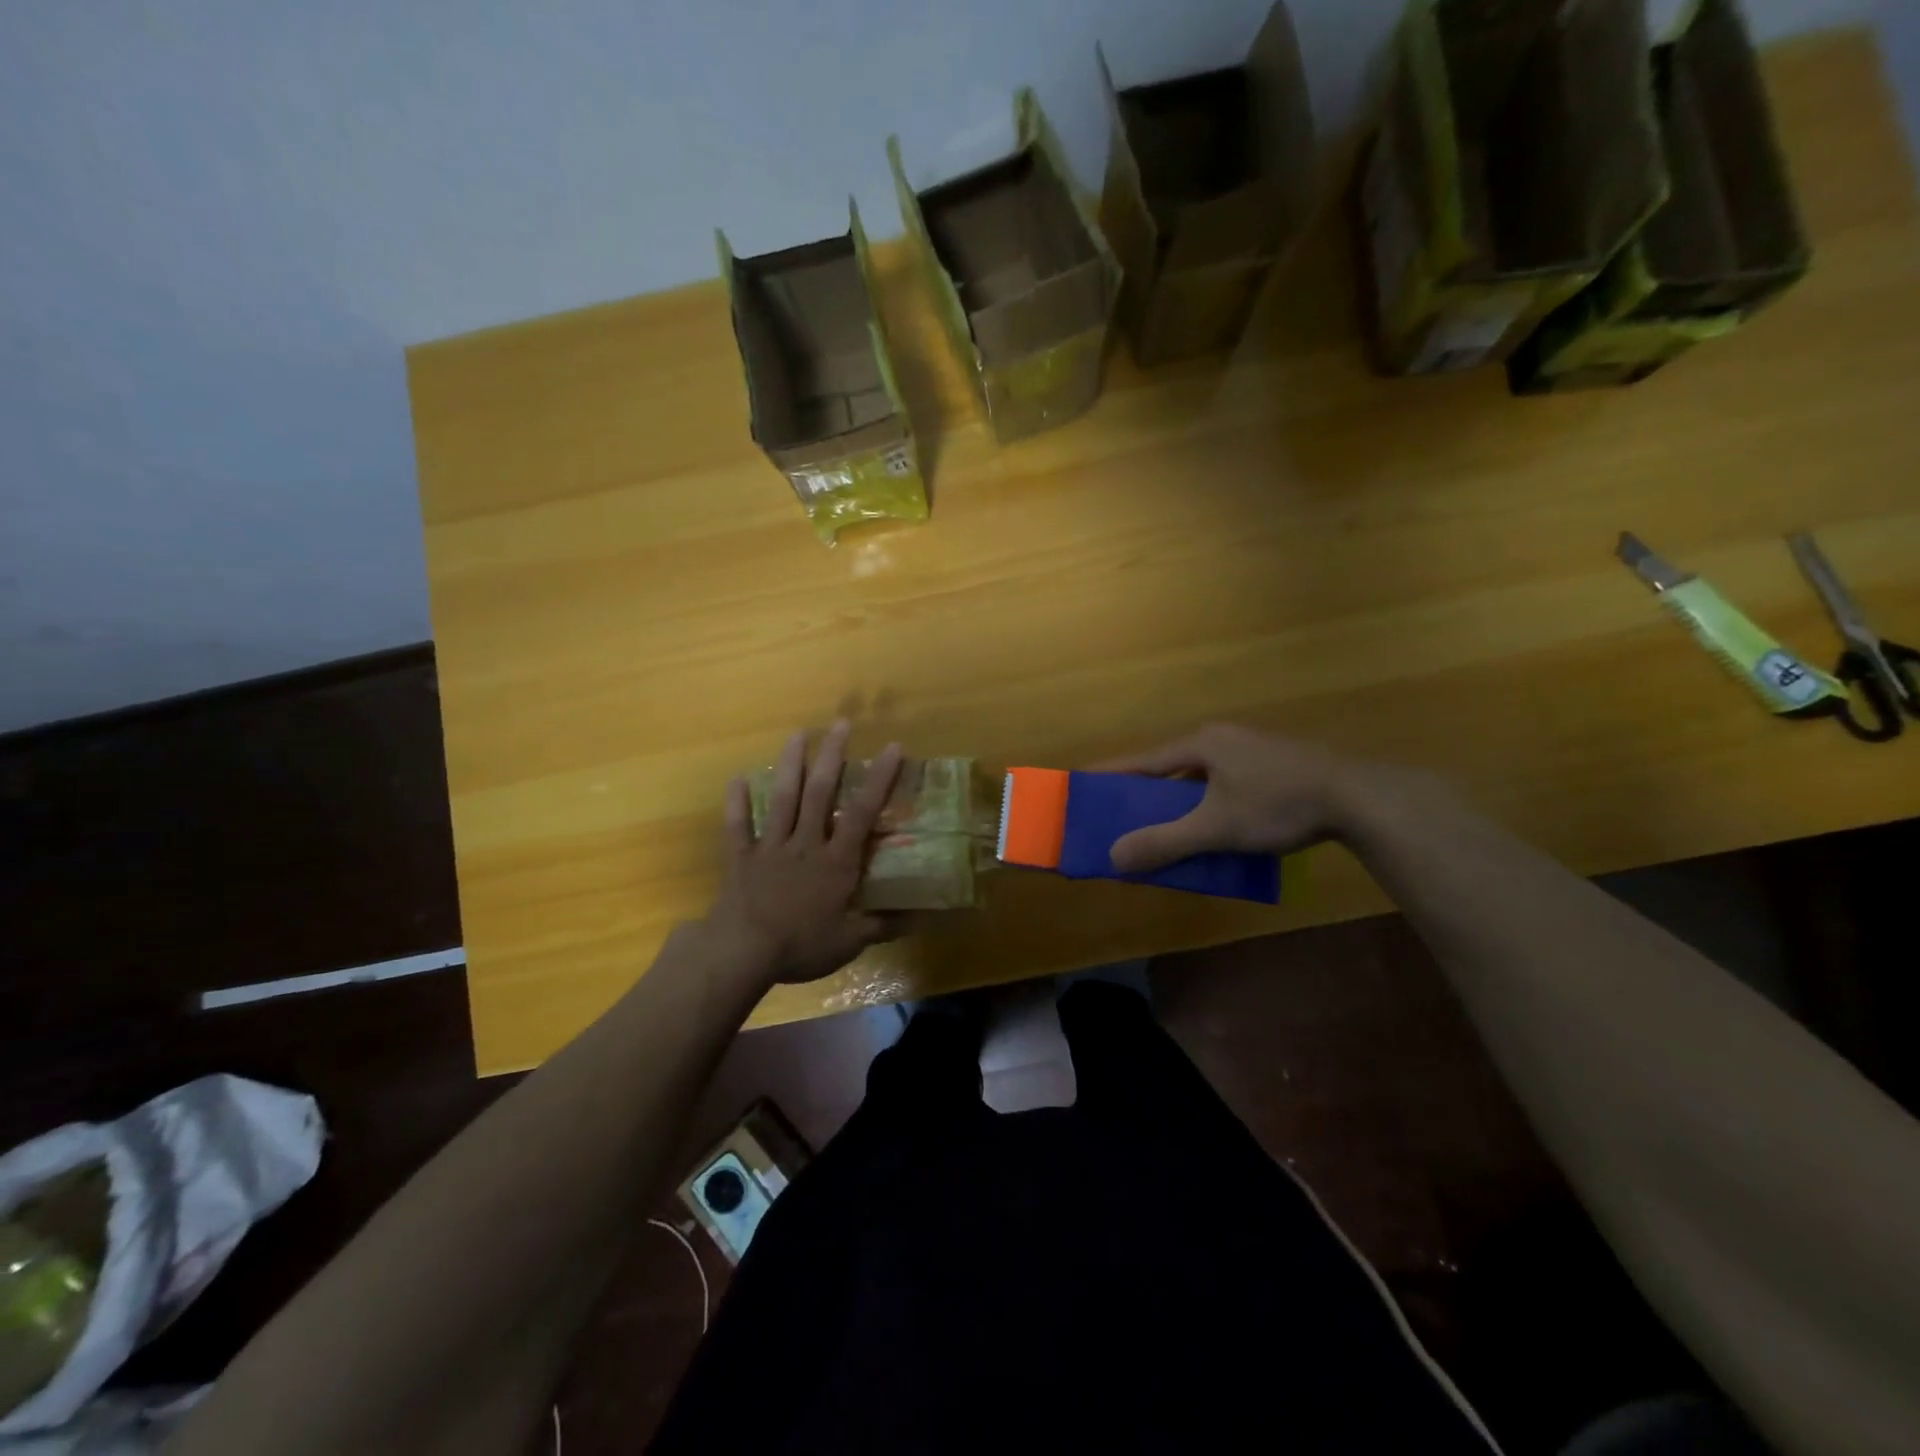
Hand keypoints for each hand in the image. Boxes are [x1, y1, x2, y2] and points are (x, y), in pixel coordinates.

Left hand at [705, 720, 904, 986]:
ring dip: (791, 765)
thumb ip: (884, 925)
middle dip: (832, 756)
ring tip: (798, 733)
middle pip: (820, 793)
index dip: (879, 779)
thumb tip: (924, 917)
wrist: (742, 952)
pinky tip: (737, 778)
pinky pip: (738, 826)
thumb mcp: (850, 941)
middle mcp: (805, 843)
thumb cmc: (800, 945)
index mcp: (835, 861)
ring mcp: (771, 847)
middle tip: (841, 723)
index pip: (862, 812)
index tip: (893, 748)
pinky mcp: (742, 857)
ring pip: (783, 799)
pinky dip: (737, 802)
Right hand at [1095, 724, 1353, 873]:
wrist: (1358, 798)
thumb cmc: (1277, 804)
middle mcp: (1223, 738)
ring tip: (1170, 826)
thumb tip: (1115, 858)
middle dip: (1148, 792)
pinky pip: (1228, 781)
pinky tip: (1218, 824)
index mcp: (1201, 743)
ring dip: (1183, 800)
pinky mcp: (1278, 763)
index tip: (1083, 781)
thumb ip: (1164, 842)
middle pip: (1171, 766)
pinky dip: (1212, 802)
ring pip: (1202, 775)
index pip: (1143, 760)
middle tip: (1126, 815)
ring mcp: (1253, 748)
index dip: (1112, 774)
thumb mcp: (1215, 828)